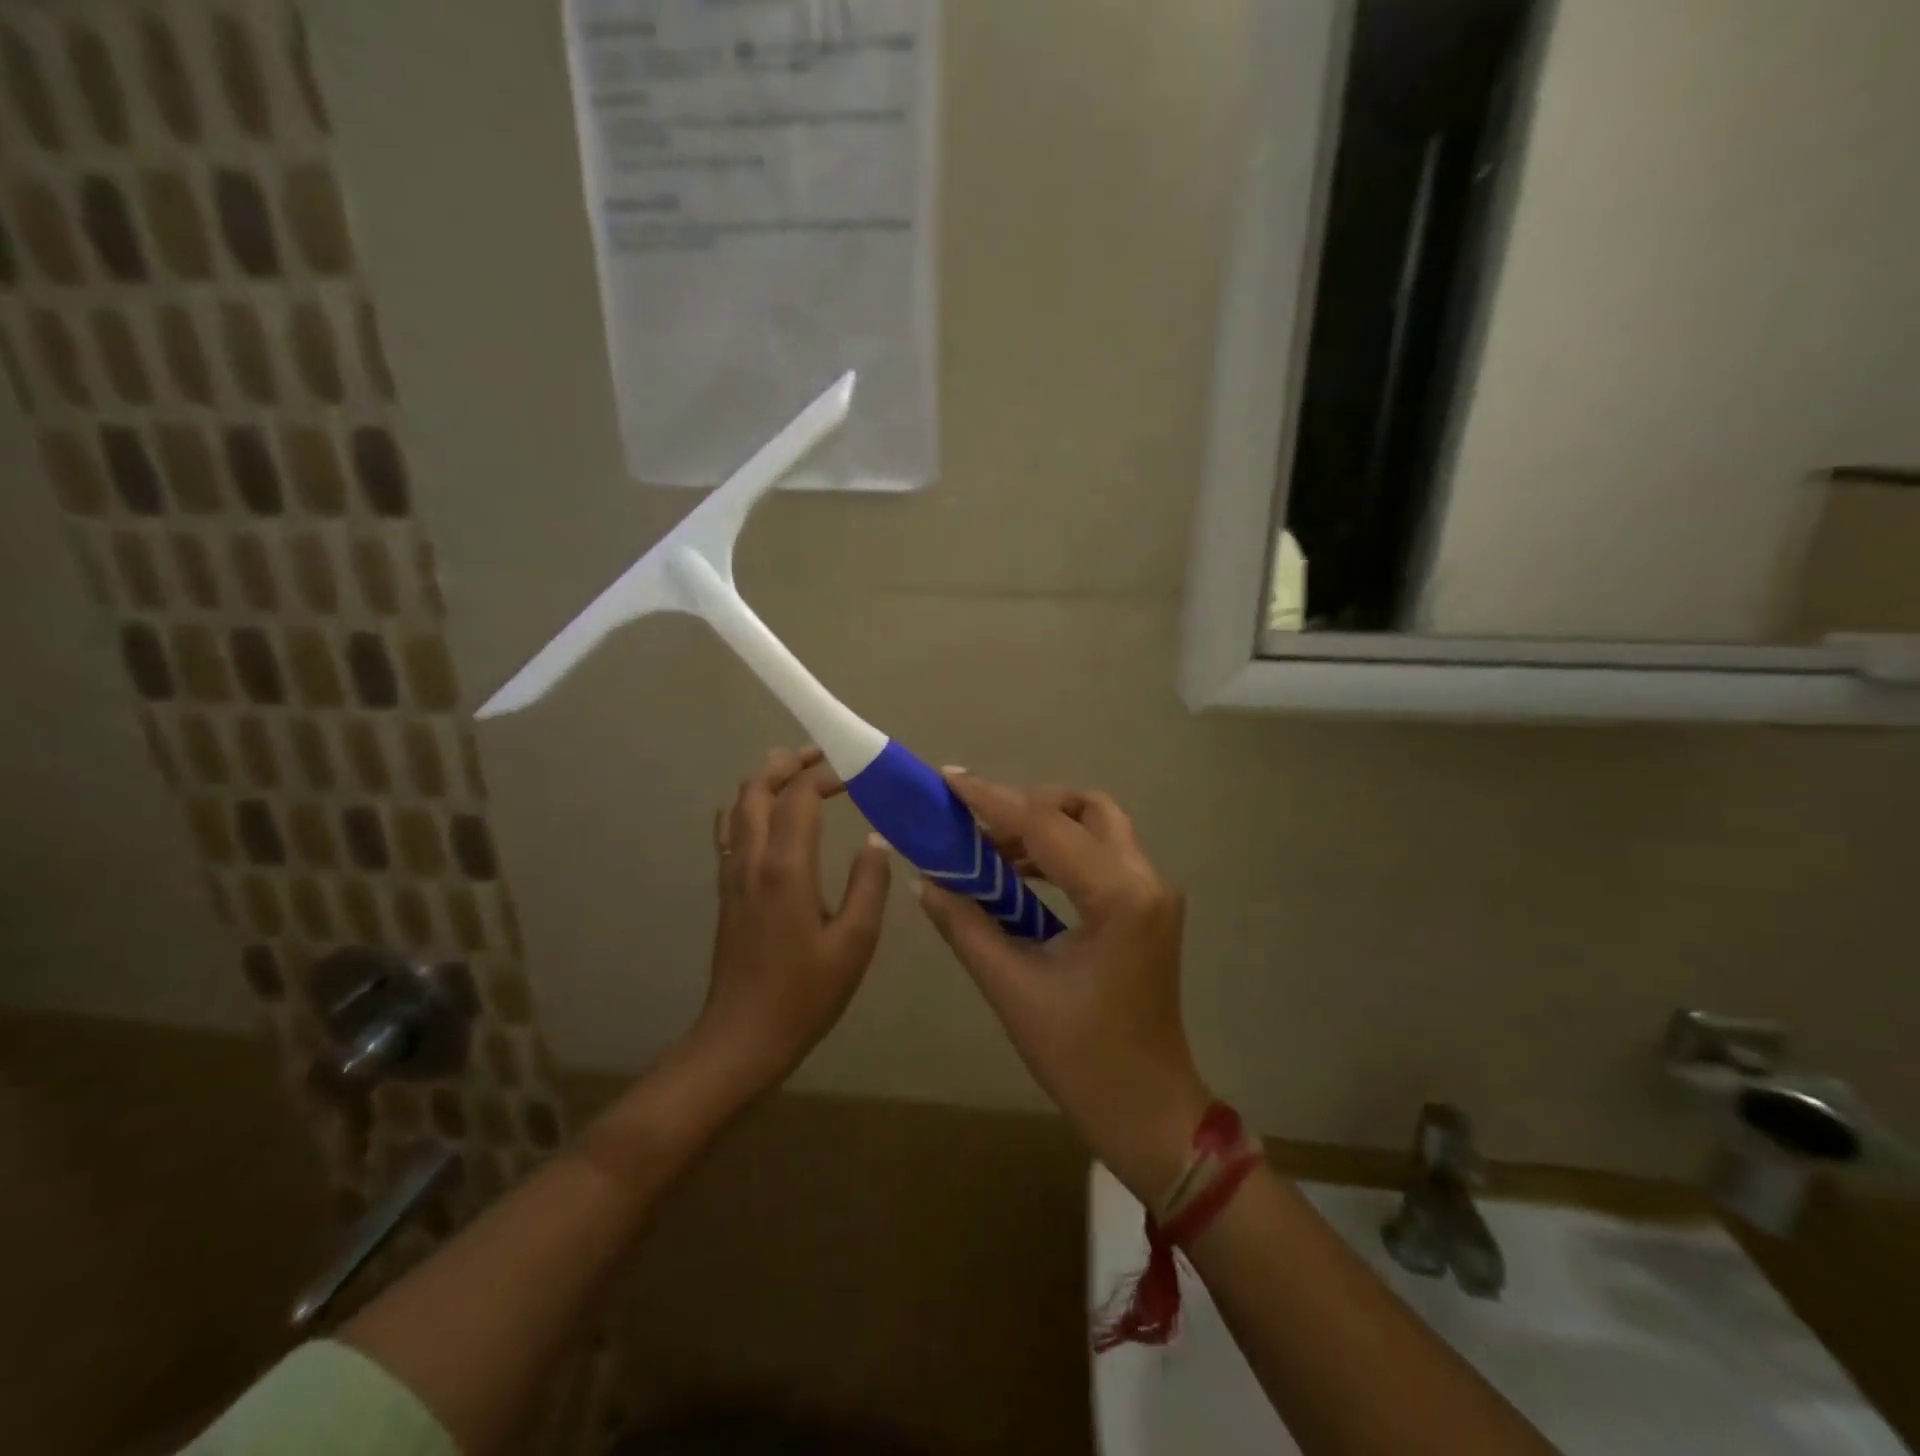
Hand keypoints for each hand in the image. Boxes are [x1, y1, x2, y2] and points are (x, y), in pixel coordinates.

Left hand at [690, 746, 891, 1096]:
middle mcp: (751, 859)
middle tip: (820, 755)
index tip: (854, 774)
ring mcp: (731, 874)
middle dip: (787, 763)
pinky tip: (769, 818)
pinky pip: (730, 831)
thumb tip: (875, 841)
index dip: (825, 776)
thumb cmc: (805, 993)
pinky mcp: (726, 891)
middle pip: (756, 788)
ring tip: (796, 774)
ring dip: (764, 781)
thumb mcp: (855, 943)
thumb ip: (868, 885)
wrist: (742, 1038)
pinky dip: (749, 807)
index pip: (799, 797)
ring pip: (737, 806)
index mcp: (785, 868)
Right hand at [914, 772, 1211, 1202]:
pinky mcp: (1149, 909)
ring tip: (989, 850)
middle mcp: (1146, 880)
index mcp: (1118, 897)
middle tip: (975, 824)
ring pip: (1098, 827)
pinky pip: (1103, 856)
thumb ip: (966, 925)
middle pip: (1085, 809)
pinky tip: (1020, 876)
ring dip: (1045, 828)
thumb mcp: (1013, 988)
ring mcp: (1154, 893)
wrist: (1148, 1111)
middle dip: (1028, 806)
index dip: (992, 799)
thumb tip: (926, 880)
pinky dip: (1062, 852)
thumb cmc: (1081, 1059)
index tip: (949, 778)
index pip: (1046, 827)